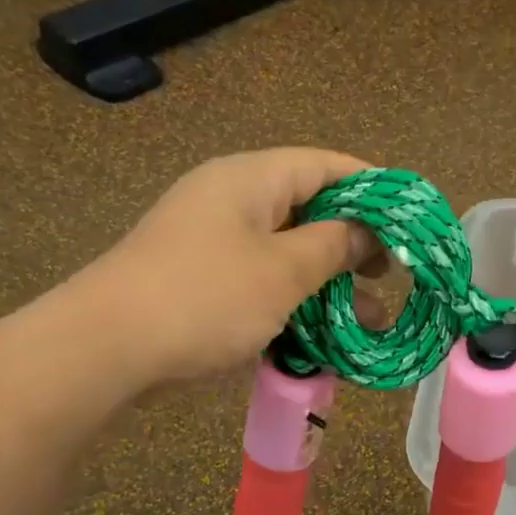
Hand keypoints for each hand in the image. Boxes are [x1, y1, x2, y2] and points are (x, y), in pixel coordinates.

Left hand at [82, 148, 385, 386]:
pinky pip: (259, 283)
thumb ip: (333, 246)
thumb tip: (364, 232)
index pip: (325, 165)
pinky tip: (319, 336)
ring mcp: (212, 244)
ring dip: (327, 284)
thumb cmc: (205, 299)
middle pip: (307, 209)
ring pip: (285, 254)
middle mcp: (231, 201)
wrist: (106, 349)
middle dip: (353, 245)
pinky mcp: (200, 283)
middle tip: (389, 275)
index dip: (373, 187)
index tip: (409, 219)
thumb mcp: (283, 272)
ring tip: (368, 320)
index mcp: (250, 179)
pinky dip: (292, 304)